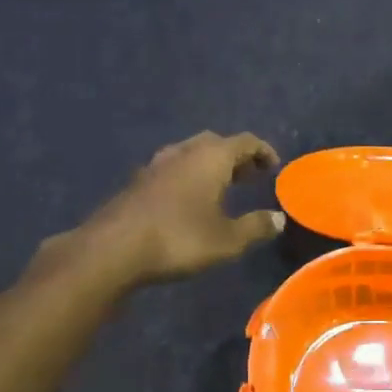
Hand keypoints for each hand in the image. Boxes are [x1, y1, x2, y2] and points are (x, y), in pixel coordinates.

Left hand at [29, 131, 284, 288]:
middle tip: (249, 177)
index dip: (263, 151)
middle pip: (216, 143)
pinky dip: (188, 176)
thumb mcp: (227, 240)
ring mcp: (156, 164)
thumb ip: (256, 227)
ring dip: (210, 165)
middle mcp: (184, 152)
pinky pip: (172, 169)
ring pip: (190, 153)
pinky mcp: (137, 182)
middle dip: (236, 157)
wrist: (112, 249)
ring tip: (221, 187)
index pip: (245, 141)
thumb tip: (279, 219)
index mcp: (211, 157)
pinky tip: (188, 201)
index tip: (273, 167)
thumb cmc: (178, 239)